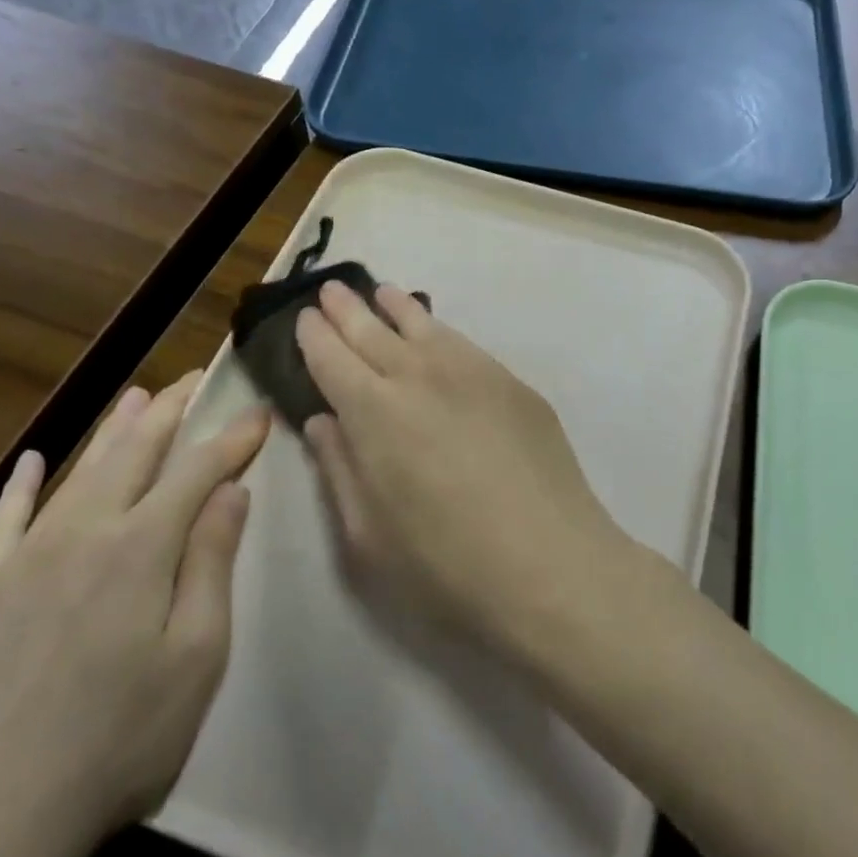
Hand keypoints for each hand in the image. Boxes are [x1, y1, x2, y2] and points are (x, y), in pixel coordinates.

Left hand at [0, 374, 269, 856]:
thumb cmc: (121, 738)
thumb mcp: (196, 655)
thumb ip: (211, 563)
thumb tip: (230, 492)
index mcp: (139, 548)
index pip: (197, 471)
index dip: (231, 439)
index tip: (258, 413)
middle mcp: (81, 533)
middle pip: (134, 454)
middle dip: (170, 412)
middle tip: (194, 380)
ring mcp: (23, 559)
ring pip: (78, 473)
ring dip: (112, 431)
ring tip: (137, 398)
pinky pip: (4, 521)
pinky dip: (23, 485)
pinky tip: (34, 461)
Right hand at [295, 280, 629, 643]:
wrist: (551, 566)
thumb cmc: (445, 566)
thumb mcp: (368, 535)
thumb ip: (340, 470)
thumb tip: (323, 421)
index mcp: (373, 412)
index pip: (332, 358)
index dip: (315, 336)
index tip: (306, 318)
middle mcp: (420, 377)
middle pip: (374, 331)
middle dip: (348, 309)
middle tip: (333, 289)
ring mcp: (473, 374)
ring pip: (425, 326)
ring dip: (396, 307)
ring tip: (383, 293)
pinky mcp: (514, 385)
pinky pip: (465, 344)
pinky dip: (441, 330)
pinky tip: (438, 334)